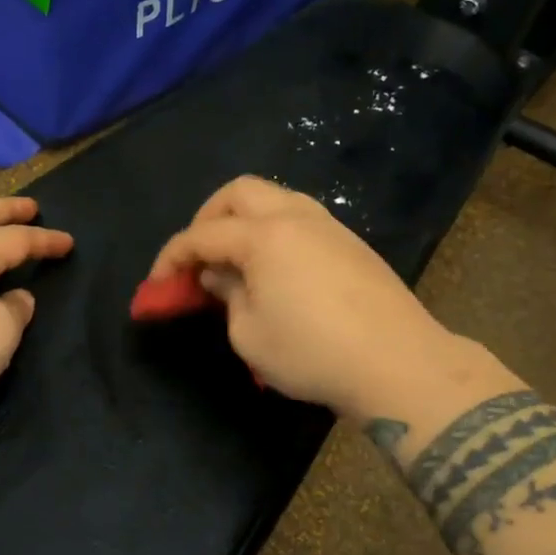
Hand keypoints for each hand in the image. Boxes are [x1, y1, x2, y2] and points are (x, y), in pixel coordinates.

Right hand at [147, 177, 492, 419]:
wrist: (398, 362)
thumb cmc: (312, 352)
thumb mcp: (249, 334)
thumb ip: (226, 296)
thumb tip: (220, 275)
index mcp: (263, 235)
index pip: (202, 235)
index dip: (172, 257)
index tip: (157, 284)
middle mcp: (295, 216)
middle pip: (239, 192)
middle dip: (208, 218)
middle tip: (198, 255)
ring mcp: (329, 225)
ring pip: (275, 197)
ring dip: (244, 218)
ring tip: (234, 257)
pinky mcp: (351, 242)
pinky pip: (300, 217)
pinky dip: (274, 229)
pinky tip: (274, 265)